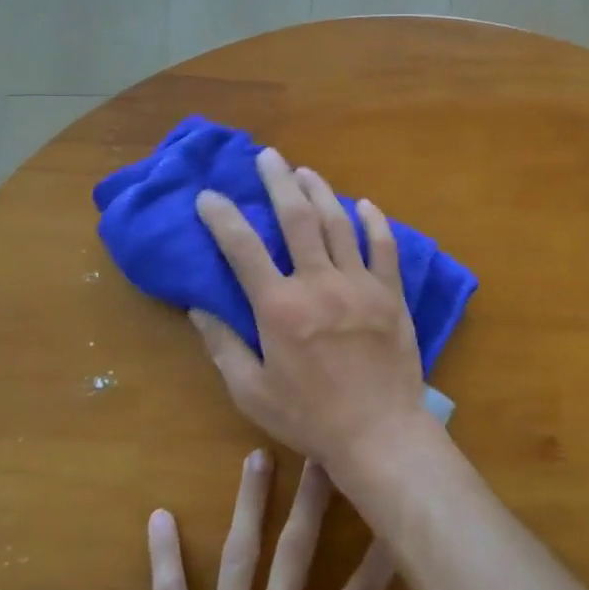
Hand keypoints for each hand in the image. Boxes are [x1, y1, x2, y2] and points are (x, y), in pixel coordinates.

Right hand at [191, 148, 428, 470]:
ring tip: (305, 172)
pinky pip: (384, 247)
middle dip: (278, 181)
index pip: (242, 248)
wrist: (379, 433)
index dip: (222, 216)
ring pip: (339, 223)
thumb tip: (197, 308)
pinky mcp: (390, 294)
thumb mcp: (251, 392)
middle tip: (267, 156)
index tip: (208, 195)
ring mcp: (359, 284)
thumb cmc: (309, 417)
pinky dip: (374, 222)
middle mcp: (318, 283)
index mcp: (279, 307)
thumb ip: (223, 346)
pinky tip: (365, 205)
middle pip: (296, 218)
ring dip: (320, 192)